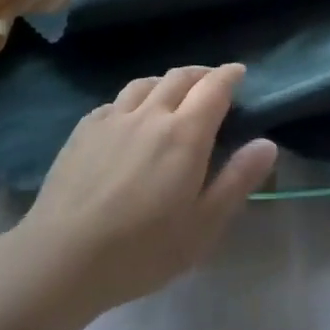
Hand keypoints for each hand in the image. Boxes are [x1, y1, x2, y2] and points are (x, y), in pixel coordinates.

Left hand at [6, 65, 278, 318]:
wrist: (62, 256)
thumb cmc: (142, 249)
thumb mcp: (203, 225)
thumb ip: (237, 180)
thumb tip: (267, 143)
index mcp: (185, 133)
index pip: (214, 87)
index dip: (229, 75)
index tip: (239, 73)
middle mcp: (151, 113)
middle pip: (180, 77)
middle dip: (201, 74)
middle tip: (212, 82)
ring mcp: (113, 118)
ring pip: (145, 83)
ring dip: (166, 81)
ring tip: (173, 93)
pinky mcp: (84, 129)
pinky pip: (116, 101)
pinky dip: (134, 99)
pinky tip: (130, 116)